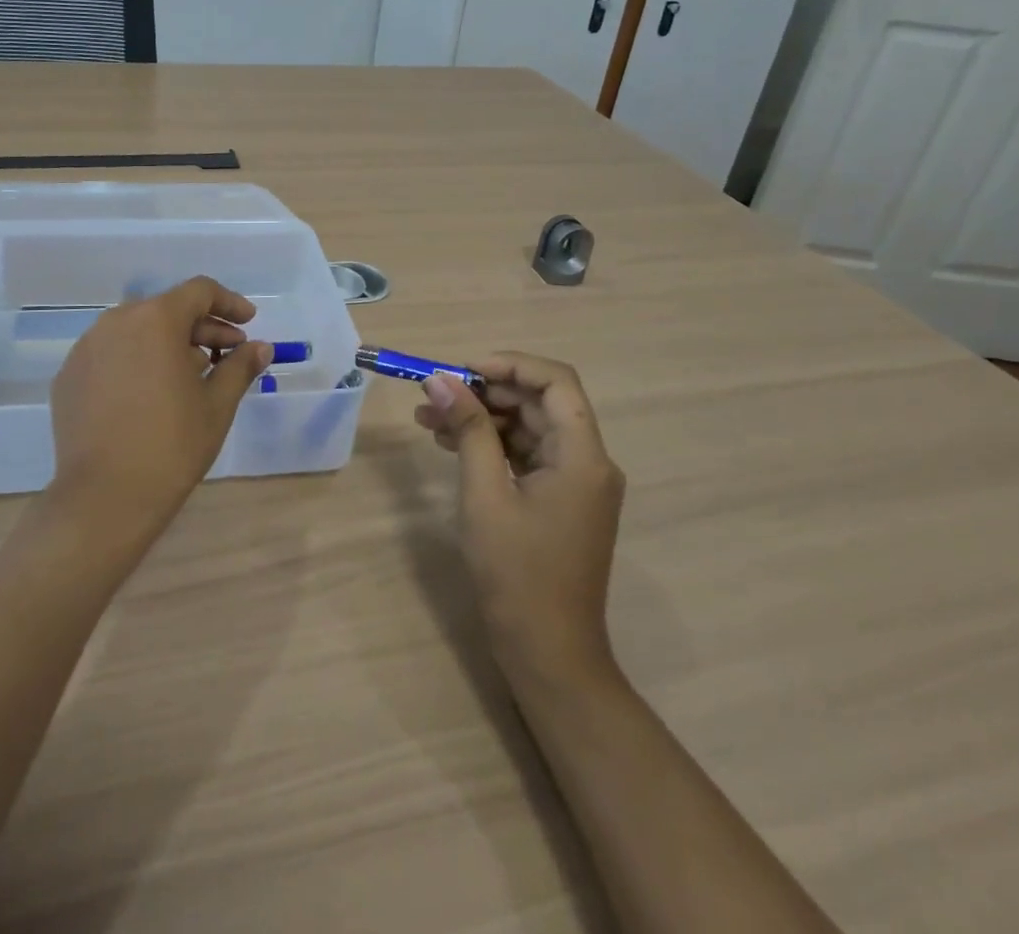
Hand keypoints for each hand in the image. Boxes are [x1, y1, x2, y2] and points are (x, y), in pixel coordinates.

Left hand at [47, 276, 272, 537]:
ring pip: (137, 331)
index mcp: (156, 319)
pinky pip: (111, 355)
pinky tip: (150, 395)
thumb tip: (261, 347)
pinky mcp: (68, 376)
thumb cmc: (172, 444)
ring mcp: (86, 349)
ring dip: (168, 344)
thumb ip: (240, 367)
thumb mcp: (217, 404)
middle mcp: (116, 322)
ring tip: (190, 377)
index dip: (229, 303)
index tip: (248, 323)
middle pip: (167, 310)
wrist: (104, 498)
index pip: (199, 291)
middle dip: (202, 328)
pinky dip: (136, 363)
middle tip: (228, 355)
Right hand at [415, 354, 624, 686]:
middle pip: (540, 403)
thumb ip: (468, 430)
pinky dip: (492, 445)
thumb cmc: (517, 574)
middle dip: (486, 391)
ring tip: (429, 419)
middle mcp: (588, 461)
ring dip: (482, 418)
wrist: (548, 654)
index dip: (510, 364)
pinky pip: (527, 455)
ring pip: (529, 428)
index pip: (556, 382)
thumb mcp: (485, 495)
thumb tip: (441, 379)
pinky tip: (450, 444)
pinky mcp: (561, 500)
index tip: (463, 370)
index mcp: (582, 456)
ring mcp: (576, 483)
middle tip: (436, 395)